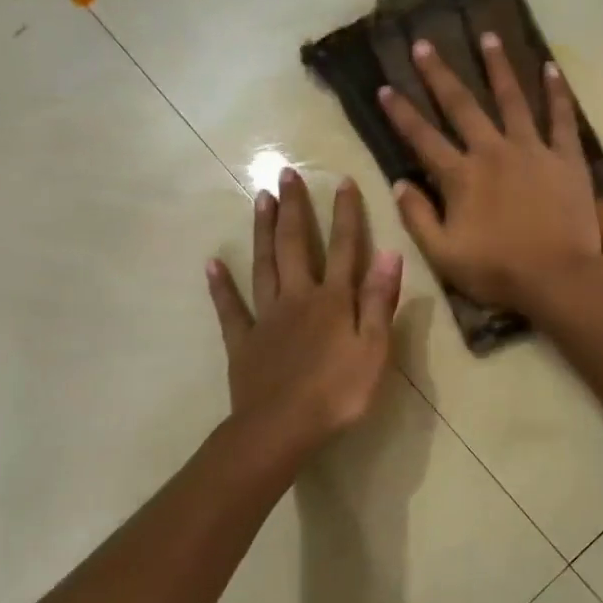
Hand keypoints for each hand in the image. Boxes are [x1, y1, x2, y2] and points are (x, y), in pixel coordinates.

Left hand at [206, 168, 403, 457]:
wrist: (282, 429)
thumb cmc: (338, 393)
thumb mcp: (374, 350)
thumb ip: (380, 301)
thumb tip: (391, 253)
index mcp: (333, 300)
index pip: (344, 249)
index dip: (346, 215)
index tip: (343, 181)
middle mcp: (298, 298)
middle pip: (295, 245)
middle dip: (294, 208)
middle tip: (285, 173)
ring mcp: (266, 317)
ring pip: (263, 265)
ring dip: (263, 232)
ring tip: (260, 200)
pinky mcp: (243, 340)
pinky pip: (230, 308)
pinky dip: (220, 286)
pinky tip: (211, 264)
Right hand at [379, 34, 602, 311]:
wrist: (558, 278)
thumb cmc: (497, 271)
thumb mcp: (444, 255)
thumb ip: (418, 217)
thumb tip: (398, 183)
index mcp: (461, 176)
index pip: (423, 138)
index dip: (401, 113)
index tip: (384, 87)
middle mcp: (493, 151)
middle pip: (462, 106)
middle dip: (439, 74)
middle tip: (425, 44)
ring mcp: (532, 150)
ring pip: (512, 99)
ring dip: (498, 67)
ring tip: (488, 36)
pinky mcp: (566, 158)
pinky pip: (562, 118)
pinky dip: (557, 92)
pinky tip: (551, 68)